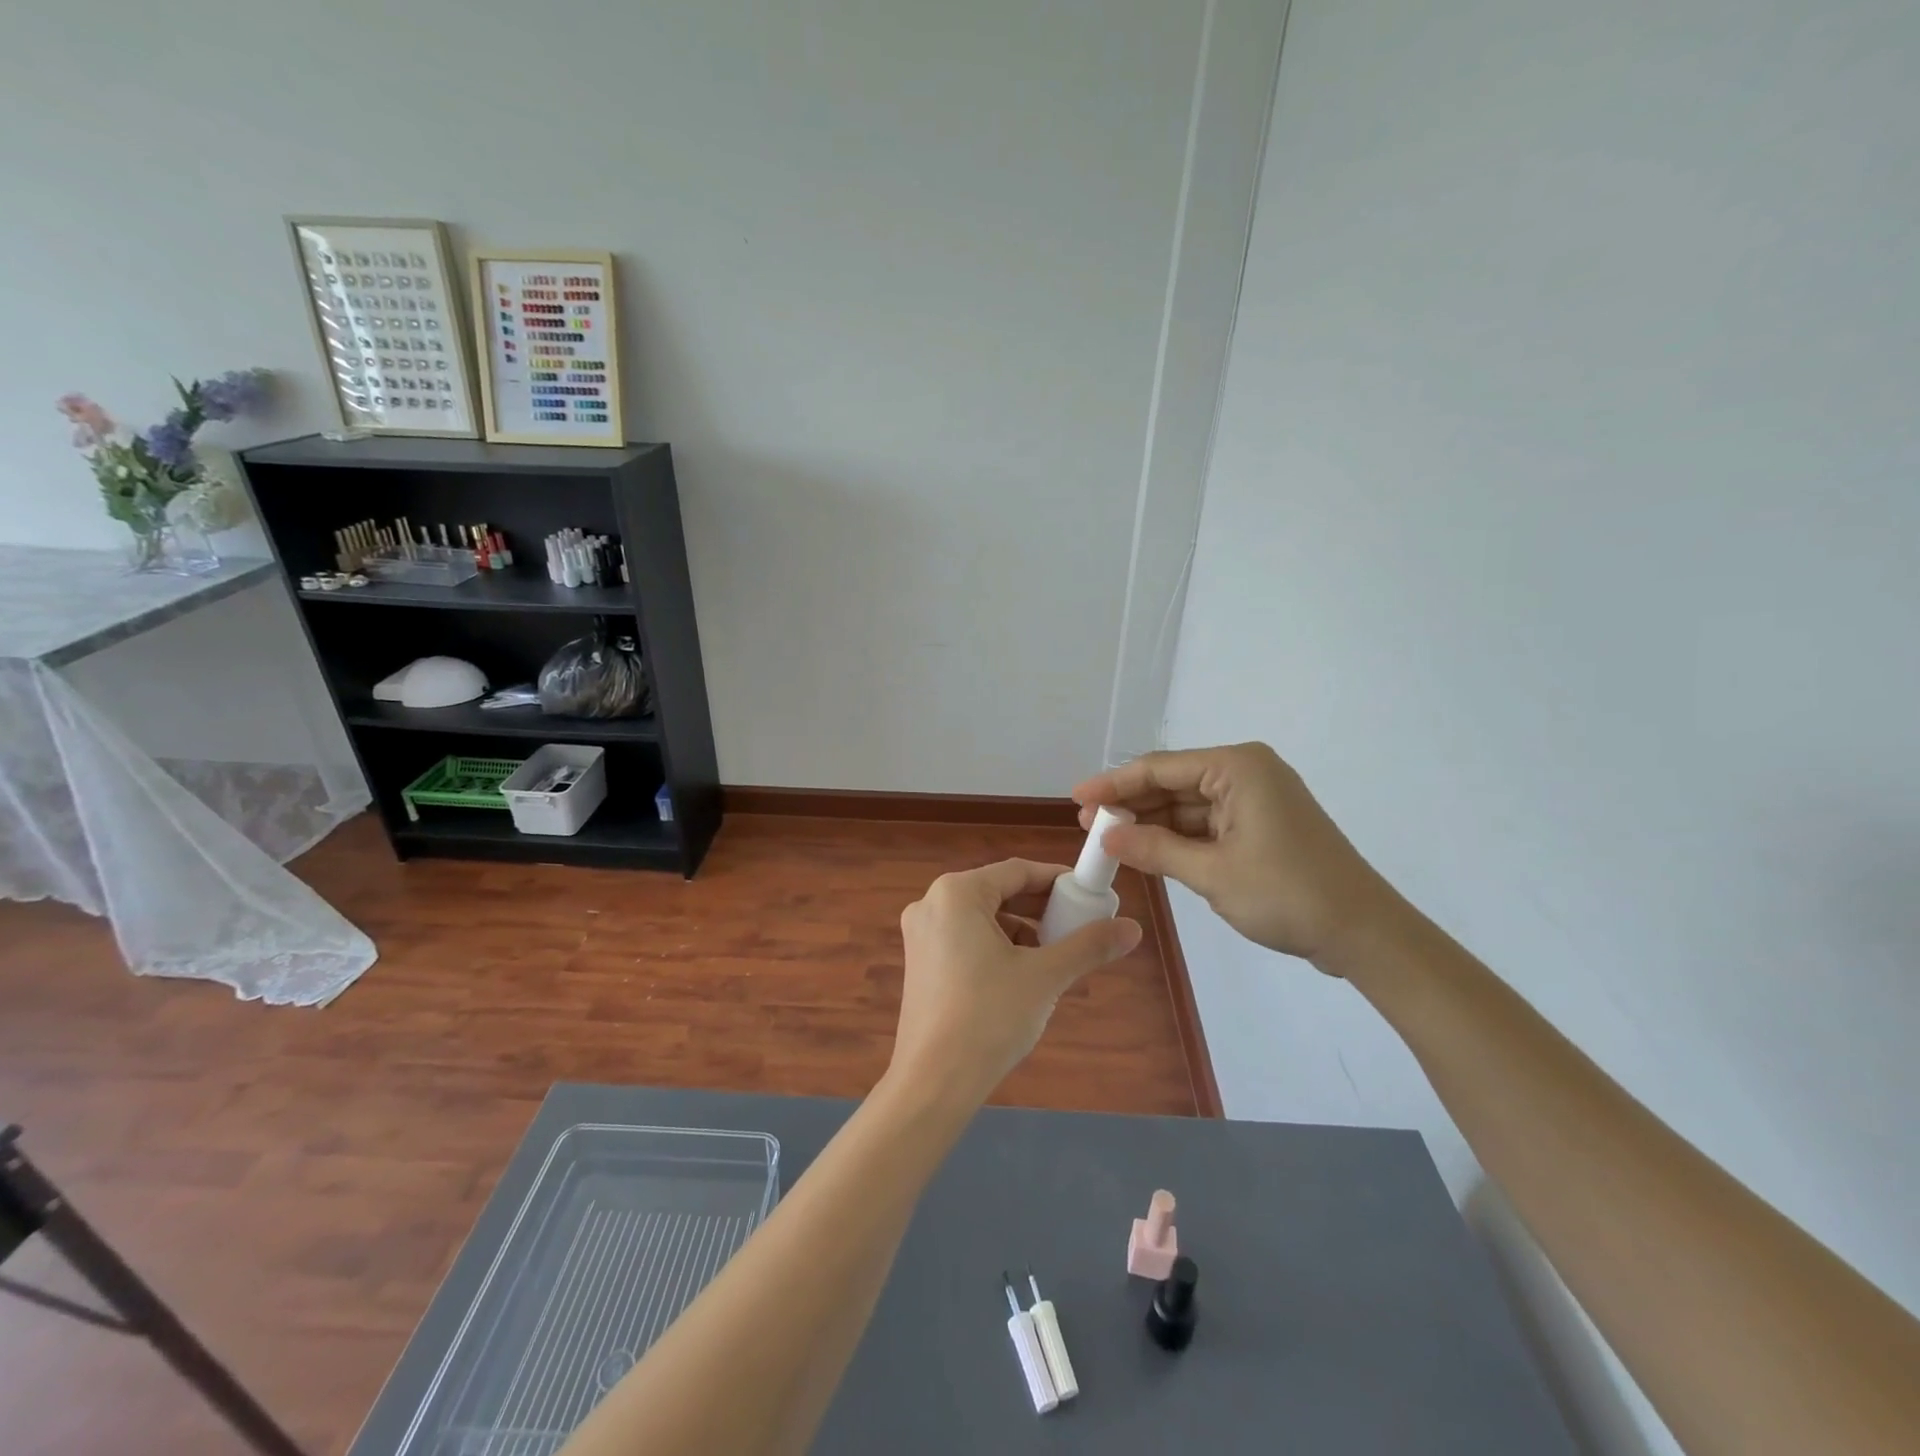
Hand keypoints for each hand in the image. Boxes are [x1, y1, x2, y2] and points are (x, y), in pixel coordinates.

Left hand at [891, 859, 1141, 1105]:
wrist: (934, 1083)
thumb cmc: (989, 1017)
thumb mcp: (1045, 977)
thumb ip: (1088, 946)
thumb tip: (1134, 928)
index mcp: (956, 893)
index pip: (1017, 871)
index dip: (1058, 881)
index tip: (1090, 895)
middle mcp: (932, 903)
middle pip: (998, 892)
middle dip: (1041, 909)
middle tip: (1078, 926)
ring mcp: (921, 934)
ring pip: (983, 918)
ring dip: (1022, 930)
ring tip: (1056, 955)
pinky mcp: (920, 963)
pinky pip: (966, 939)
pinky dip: (997, 947)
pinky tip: (1023, 975)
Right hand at [1073, 743, 1394, 968]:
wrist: (1364, 933)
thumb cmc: (1288, 894)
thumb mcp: (1212, 873)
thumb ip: (1155, 849)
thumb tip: (1105, 837)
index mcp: (1237, 767)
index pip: (1160, 768)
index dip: (1114, 784)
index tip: (1076, 798)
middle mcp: (1245, 773)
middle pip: (1173, 783)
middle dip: (1130, 805)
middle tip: (1086, 825)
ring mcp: (1255, 799)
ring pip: (1188, 805)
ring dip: (1151, 823)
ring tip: (1108, 840)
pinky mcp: (1261, 826)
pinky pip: (1207, 824)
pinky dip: (1177, 838)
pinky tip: (1146, 851)